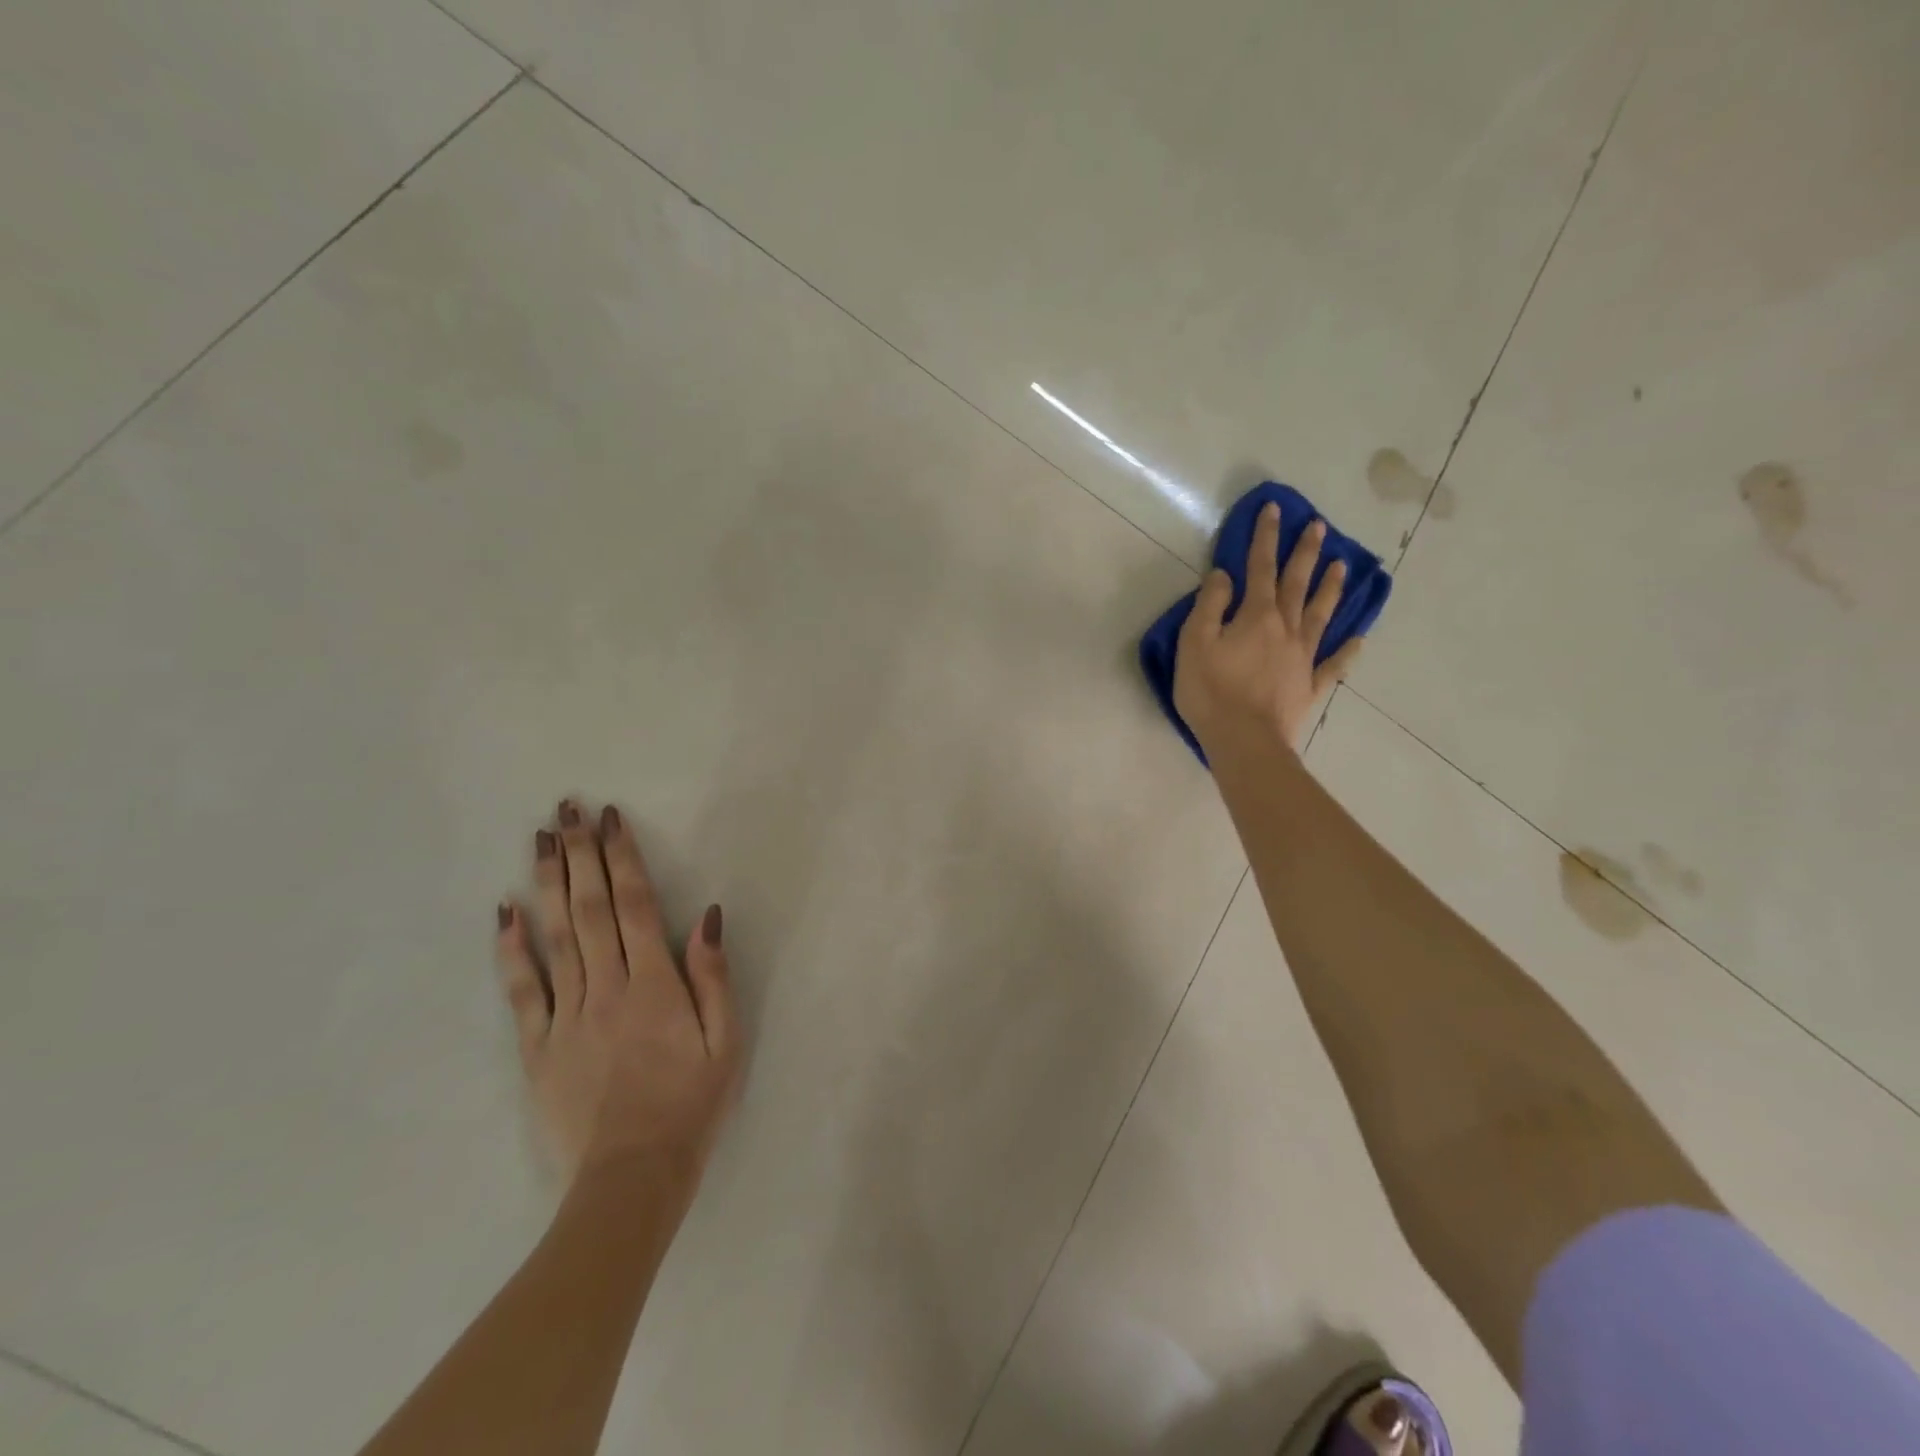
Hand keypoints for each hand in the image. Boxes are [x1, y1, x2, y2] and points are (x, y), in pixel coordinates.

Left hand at [496, 801, 741, 1198]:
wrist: (632, 1177)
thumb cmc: (691, 1103)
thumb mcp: (725, 1040)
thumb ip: (712, 975)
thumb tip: (705, 914)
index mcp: (654, 985)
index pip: (634, 905)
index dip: (622, 858)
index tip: (610, 819)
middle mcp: (606, 988)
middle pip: (589, 908)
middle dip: (579, 854)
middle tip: (567, 810)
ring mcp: (566, 1015)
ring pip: (555, 936)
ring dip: (548, 883)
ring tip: (540, 840)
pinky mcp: (537, 1046)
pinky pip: (522, 990)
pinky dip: (512, 948)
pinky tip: (505, 912)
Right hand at [1172, 503, 1363, 760]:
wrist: (1244, 741)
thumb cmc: (1211, 692)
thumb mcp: (1194, 643)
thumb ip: (1209, 606)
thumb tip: (1224, 576)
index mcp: (1256, 616)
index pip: (1260, 568)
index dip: (1265, 537)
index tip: (1274, 509)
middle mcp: (1286, 629)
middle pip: (1297, 584)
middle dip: (1305, 553)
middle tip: (1319, 527)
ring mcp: (1303, 658)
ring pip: (1321, 615)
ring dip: (1331, 589)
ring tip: (1342, 566)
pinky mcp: (1310, 686)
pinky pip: (1334, 664)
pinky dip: (1347, 650)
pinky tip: (1359, 639)